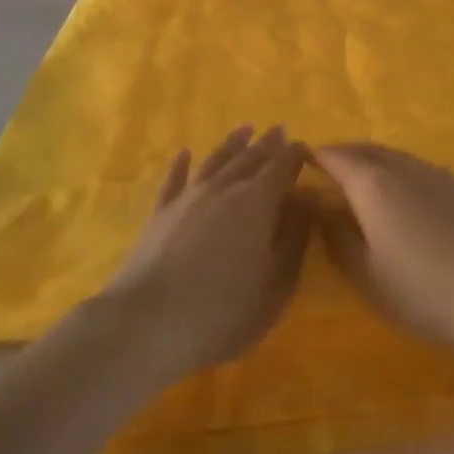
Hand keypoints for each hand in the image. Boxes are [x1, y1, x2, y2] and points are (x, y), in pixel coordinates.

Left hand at [103, 126, 313, 382]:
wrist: (148, 323)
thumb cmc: (223, 311)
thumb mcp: (276, 284)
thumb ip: (294, 238)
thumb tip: (305, 200)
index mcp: (258, 202)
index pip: (281, 167)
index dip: (294, 155)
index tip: (304, 147)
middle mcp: (224, 188)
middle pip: (250, 158)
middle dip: (267, 144)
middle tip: (278, 130)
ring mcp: (189, 197)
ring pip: (215, 161)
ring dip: (232, 144)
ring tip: (244, 130)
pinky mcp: (160, 212)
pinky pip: (174, 180)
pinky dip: (180, 165)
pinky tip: (183, 153)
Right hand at [315, 143, 453, 357]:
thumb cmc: (425, 289)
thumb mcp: (368, 276)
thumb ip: (339, 239)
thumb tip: (321, 209)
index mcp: (373, 183)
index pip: (335, 157)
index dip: (314, 158)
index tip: (298, 164)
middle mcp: (402, 167)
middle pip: (365, 149)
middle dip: (342, 155)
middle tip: (324, 170)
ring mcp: (435, 173)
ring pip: (393, 156)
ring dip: (371, 161)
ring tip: (359, 181)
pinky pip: (416, 167)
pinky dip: (397, 171)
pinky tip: (402, 195)